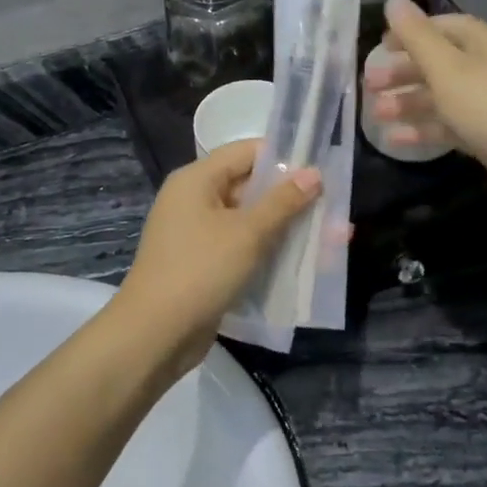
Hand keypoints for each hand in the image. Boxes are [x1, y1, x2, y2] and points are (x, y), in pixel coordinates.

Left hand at [113, 140, 321, 378]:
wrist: (154, 334)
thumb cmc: (201, 271)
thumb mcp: (248, 233)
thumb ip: (283, 201)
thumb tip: (313, 173)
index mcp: (196, 180)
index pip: (246, 152)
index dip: (284, 157)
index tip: (321, 170)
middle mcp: (193, 200)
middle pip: (249, 186)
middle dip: (290, 198)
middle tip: (332, 207)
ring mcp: (196, 234)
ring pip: (248, 220)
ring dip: (284, 228)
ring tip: (328, 238)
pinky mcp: (202, 264)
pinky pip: (240, 247)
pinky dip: (267, 251)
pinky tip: (300, 263)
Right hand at [365, 0, 486, 223]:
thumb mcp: (447, 68)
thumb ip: (416, 36)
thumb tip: (393, 0)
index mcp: (483, 43)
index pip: (444, 26)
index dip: (411, 33)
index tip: (380, 46)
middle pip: (440, 63)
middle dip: (404, 72)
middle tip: (371, 85)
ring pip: (442, 97)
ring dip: (408, 103)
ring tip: (375, 115)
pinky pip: (451, 126)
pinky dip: (424, 130)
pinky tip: (395, 140)